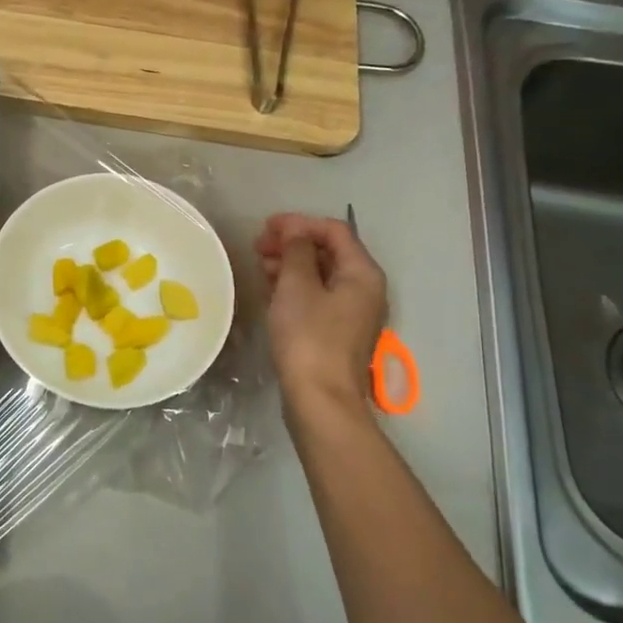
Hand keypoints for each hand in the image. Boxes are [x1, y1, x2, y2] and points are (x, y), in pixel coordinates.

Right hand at [256, 213, 387, 410]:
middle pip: (329, 252)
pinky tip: (271, 288)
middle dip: (293, 243)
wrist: (320, 399)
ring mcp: (352, 312)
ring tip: (260, 265)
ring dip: (291, 264)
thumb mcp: (297, 286)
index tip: (266, 226)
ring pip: (321, 274)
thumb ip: (296, 251)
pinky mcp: (336, 331)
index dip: (300, 223)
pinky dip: (295, 286)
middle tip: (258, 246)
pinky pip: (316, 296)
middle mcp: (364, 289)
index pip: (334, 231)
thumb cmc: (309, 337)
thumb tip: (294, 229)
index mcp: (362, 273)